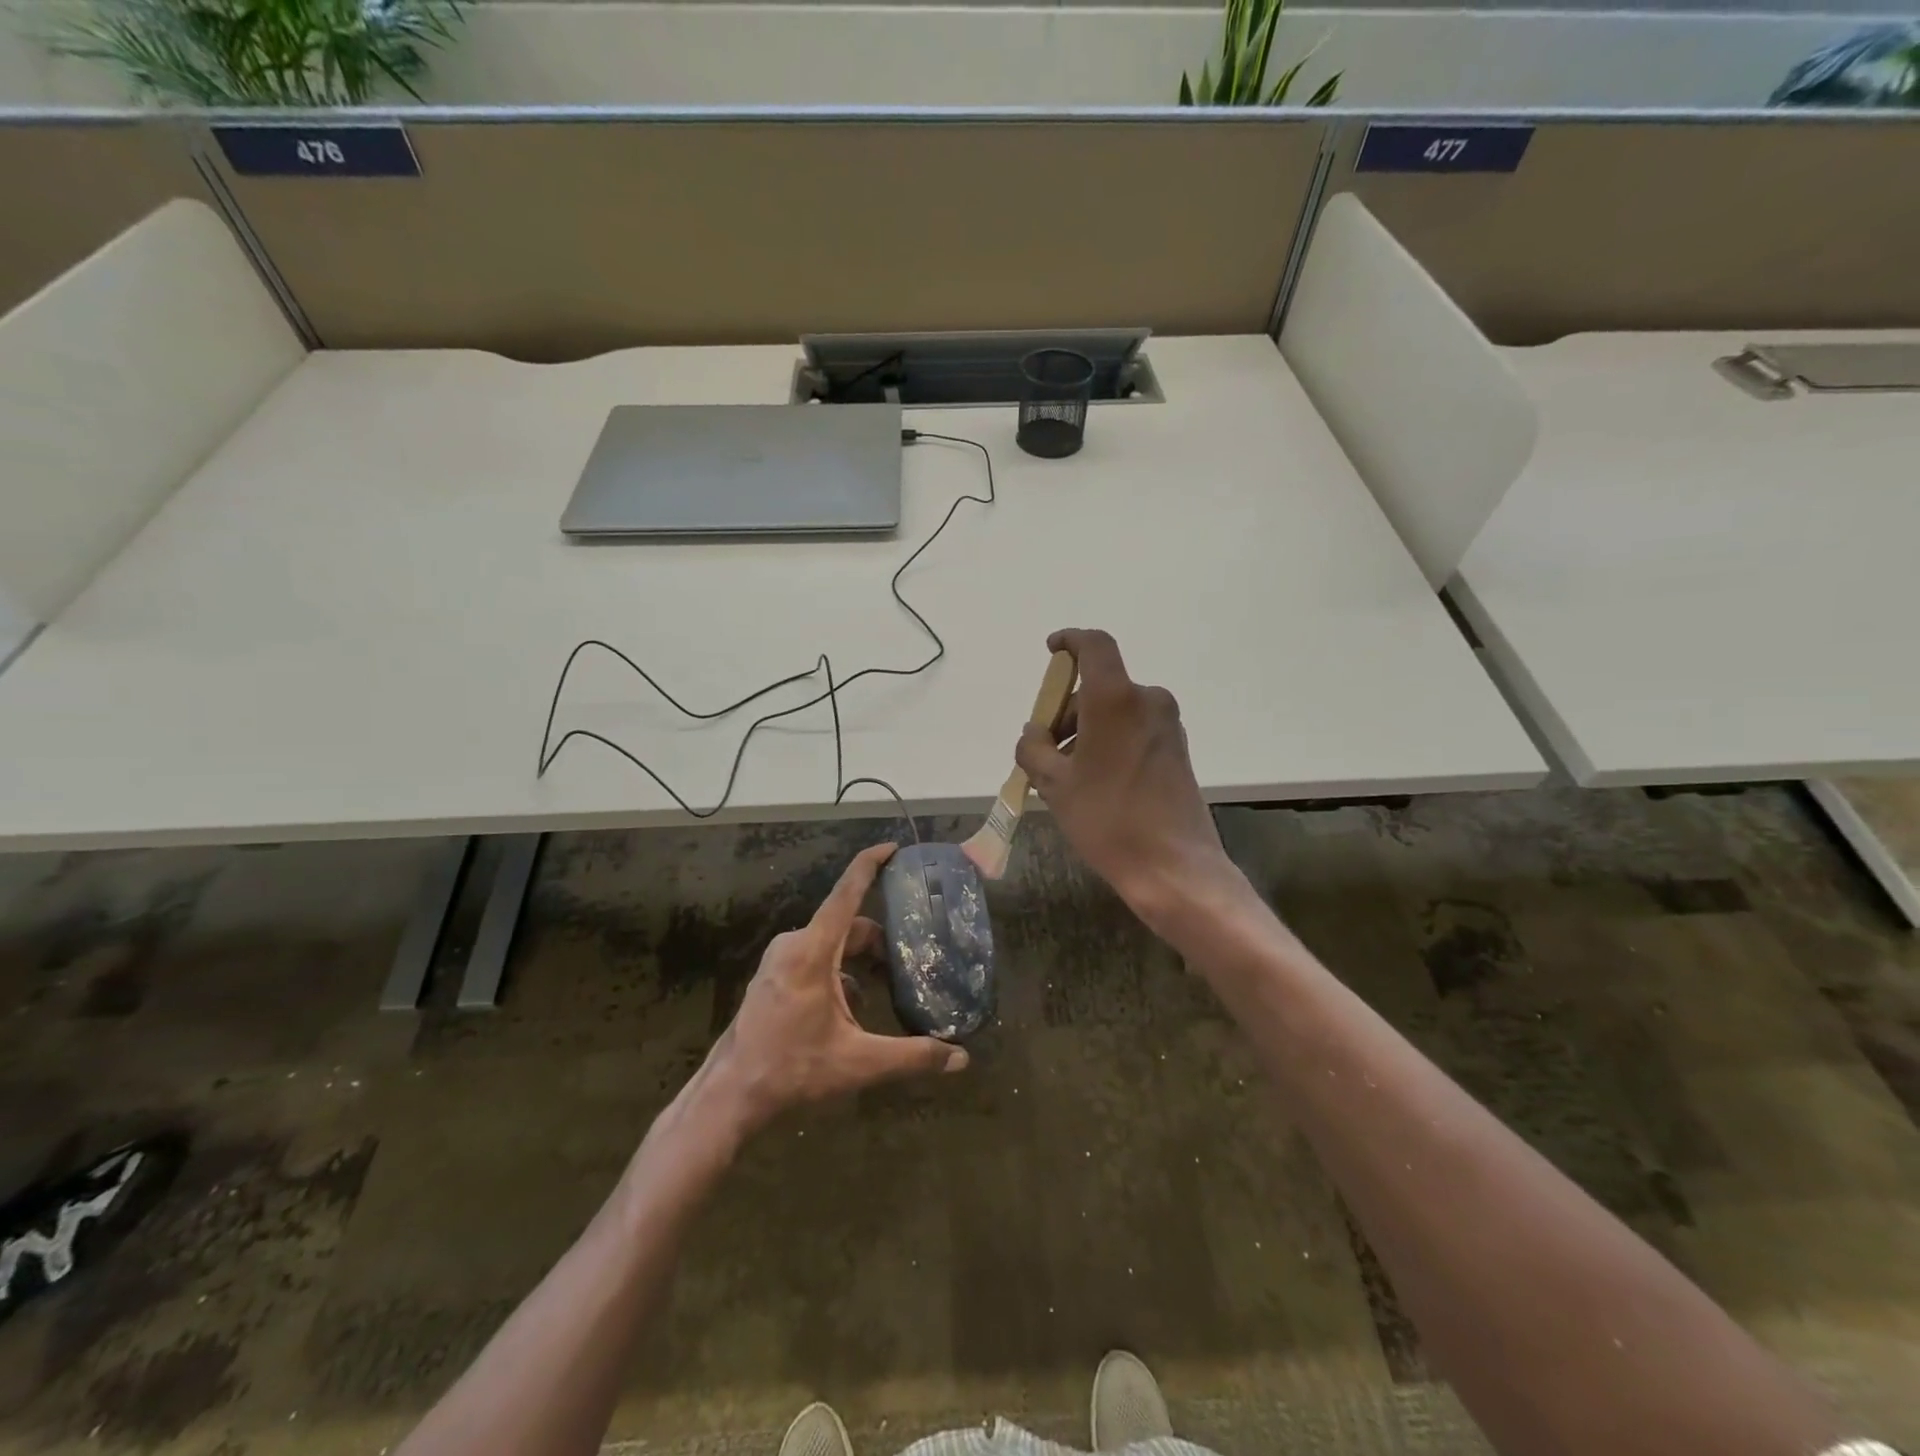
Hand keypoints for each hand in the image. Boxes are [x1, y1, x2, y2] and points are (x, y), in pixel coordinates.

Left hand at [704, 843, 968, 1133]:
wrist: (731, 1095)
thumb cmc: (793, 1070)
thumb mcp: (859, 1063)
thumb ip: (912, 1056)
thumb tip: (961, 1058)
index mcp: (812, 951)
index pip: (846, 893)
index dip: (870, 864)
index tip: (893, 847)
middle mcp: (794, 945)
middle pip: (846, 925)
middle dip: (879, 939)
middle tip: (910, 959)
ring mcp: (779, 960)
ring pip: (831, 943)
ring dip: (860, 959)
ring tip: (888, 986)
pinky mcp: (773, 975)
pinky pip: (815, 958)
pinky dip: (840, 971)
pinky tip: (854, 1007)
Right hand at [1015, 629, 1236, 926]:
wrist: (1174, 867)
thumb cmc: (1107, 819)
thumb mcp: (1054, 785)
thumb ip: (1033, 749)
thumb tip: (1033, 734)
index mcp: (1115, 699)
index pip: (1094, 646)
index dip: (1070, 640)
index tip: (1051, 650)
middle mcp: (1147, 701)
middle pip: (1098, 688)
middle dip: (1066, 711)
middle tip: (1043, 750)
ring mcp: (1167, 726)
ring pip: (1115, 712)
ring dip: (1086, 731)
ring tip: (1064, 776)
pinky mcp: (1176, 749)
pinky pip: (1133, 730)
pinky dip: (1108, 742)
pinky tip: (1093, 782)